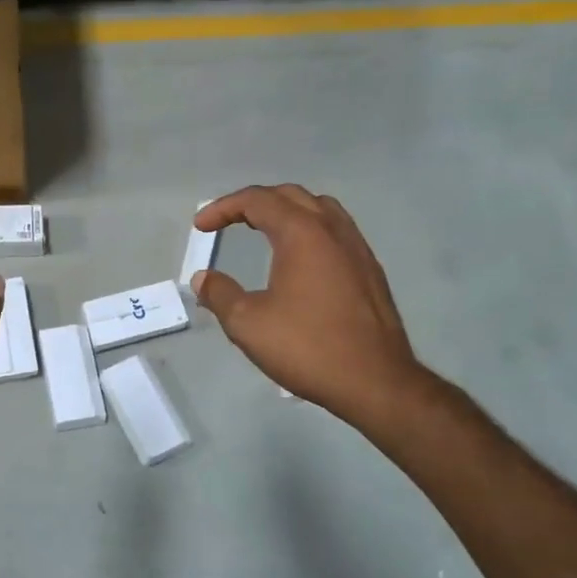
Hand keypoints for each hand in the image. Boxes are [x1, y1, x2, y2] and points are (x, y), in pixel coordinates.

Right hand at [192, 185, 435, 435]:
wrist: (375, 381)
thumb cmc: (307, 347)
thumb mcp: (248, 324)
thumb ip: (220, 294)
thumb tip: (203, 278)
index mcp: (302, 234)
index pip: (257, 201)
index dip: (223, 208)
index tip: (200, 227)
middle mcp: (333, 230)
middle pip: (290, 195)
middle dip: (254, 202)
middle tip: (228, 221)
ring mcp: (357, 248)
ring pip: (319, 208)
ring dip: (285, 211)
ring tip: (263, 229)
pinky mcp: (370, 270)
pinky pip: (335, 230)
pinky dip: (308, 229)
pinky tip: (299, 259)